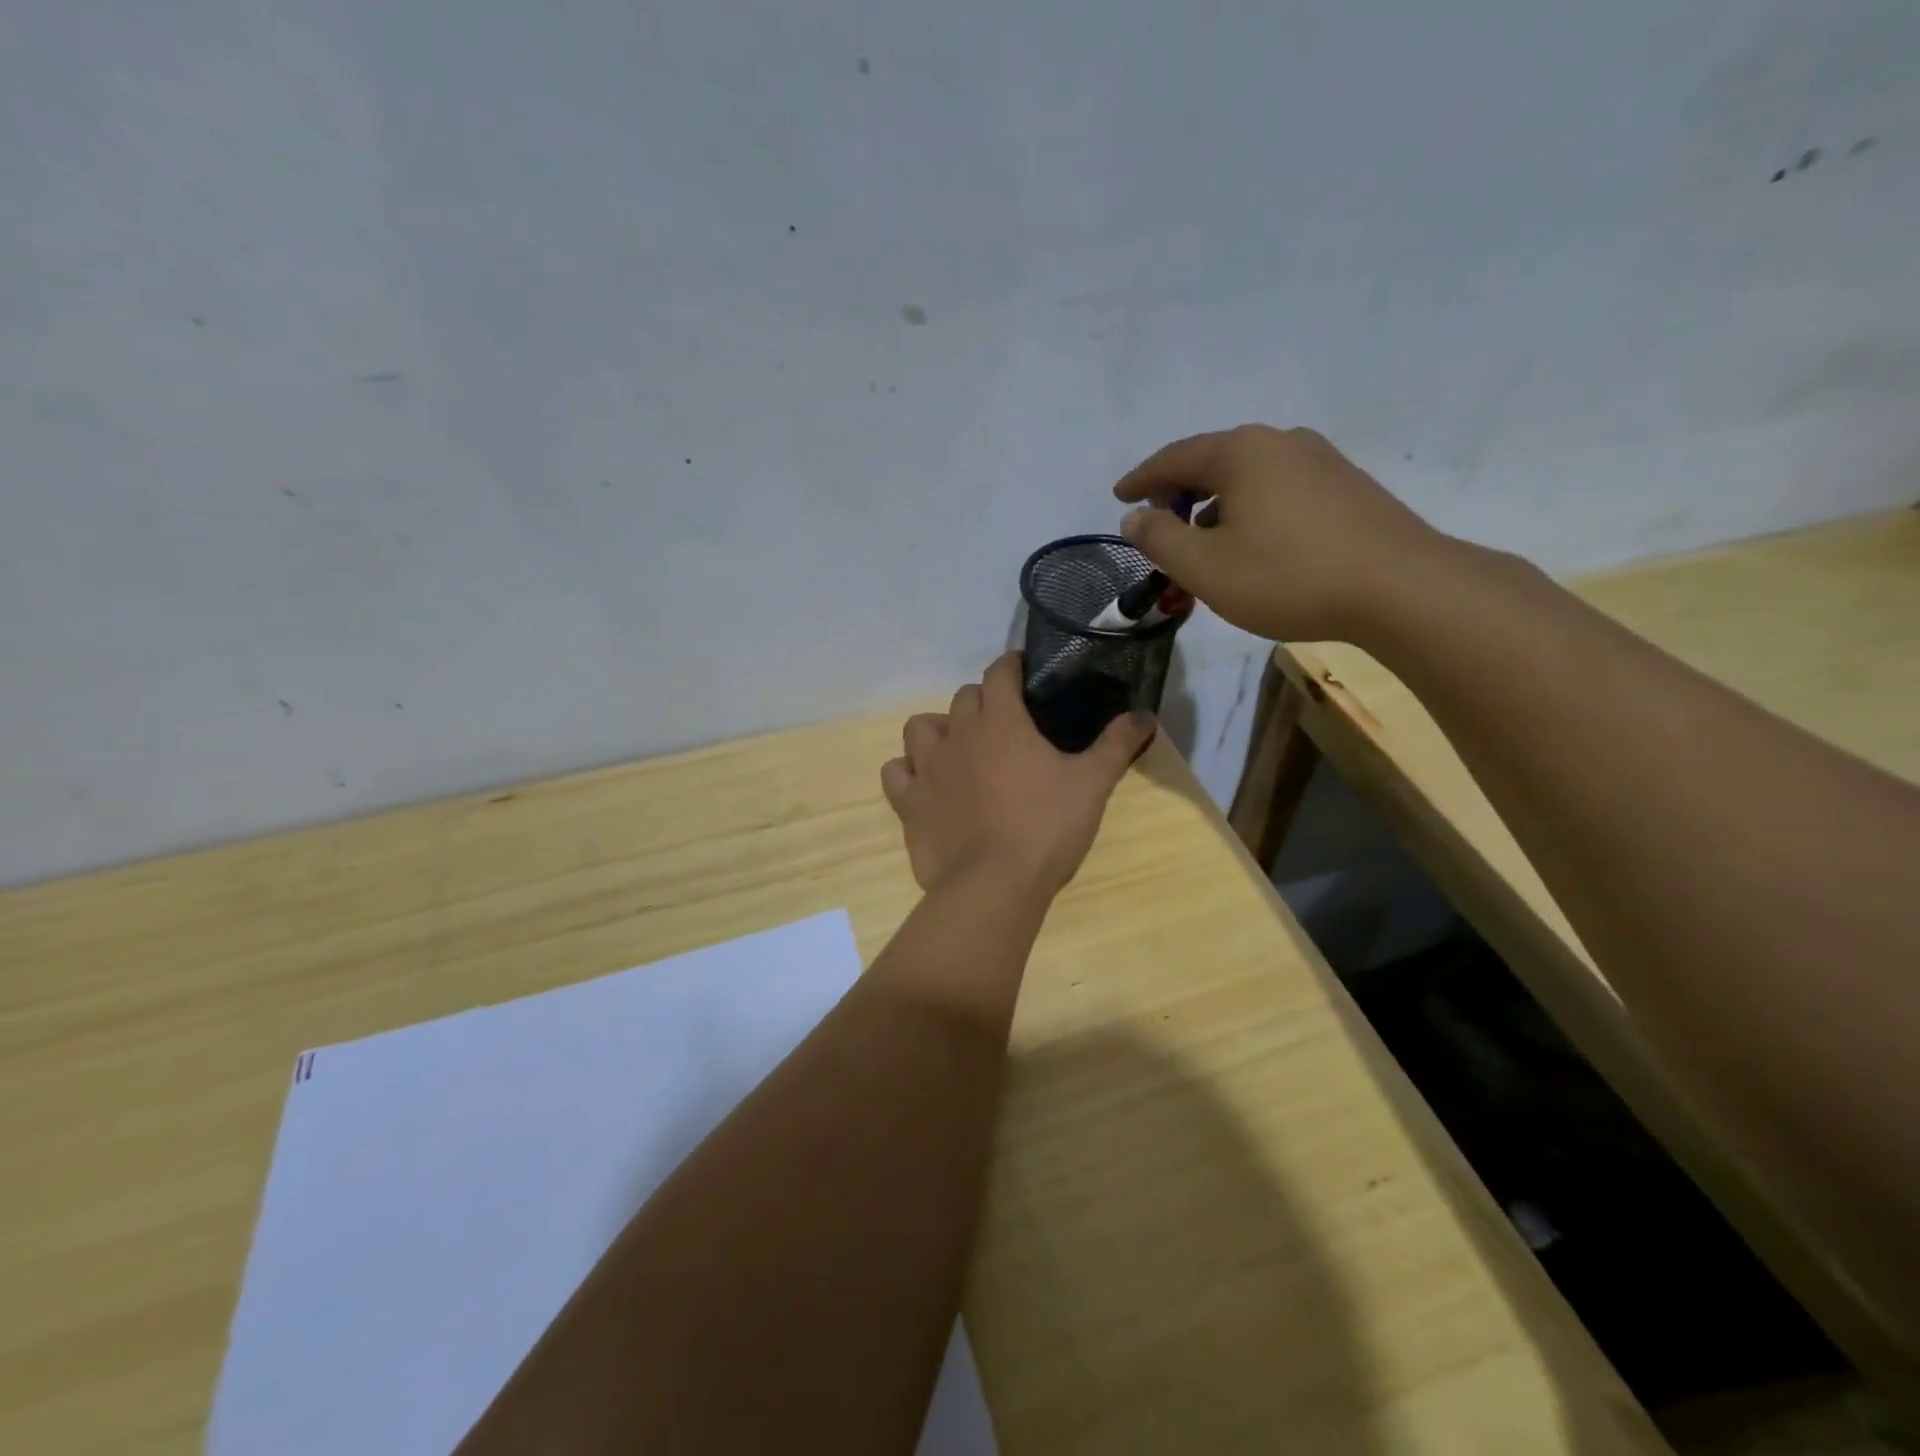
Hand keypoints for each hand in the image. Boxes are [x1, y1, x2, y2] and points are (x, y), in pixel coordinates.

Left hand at [881, 653, 1155, 896]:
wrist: (993, 884)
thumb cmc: (1046, 828)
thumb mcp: (1093, 783)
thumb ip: (1117, 744)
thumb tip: (1145, 714)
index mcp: (1001, 721)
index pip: (1000, 673)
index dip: (1011, 665)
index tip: (1023, 670)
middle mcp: (958, 734)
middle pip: (963, 698)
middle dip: (982, 701)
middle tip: (1004, 723)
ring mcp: (927, 768)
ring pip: (920, 727)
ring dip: (938, 730)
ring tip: (958, 748)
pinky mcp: (908, 802)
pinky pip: (895, 773)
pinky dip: (908, 772)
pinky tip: (924, 784)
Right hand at [1114, 425, 1451, 642]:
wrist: (1400, 588)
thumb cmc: (1287, 576)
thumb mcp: (1205, 566)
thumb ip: (1159, 539)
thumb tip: (1135, 517)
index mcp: (1241, 452)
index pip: (1174, 457)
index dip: (1141, 479)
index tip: (1119, 495)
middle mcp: (1280, 442)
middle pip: (1213, 461)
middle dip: (1179, 492)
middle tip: (1159, 525)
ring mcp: (1321, 460)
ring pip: (1249, 476)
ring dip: (1215, 504)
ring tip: (1203, 541)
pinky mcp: (1347, 486)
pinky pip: (1279, 489)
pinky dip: (1250, 510)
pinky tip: (1253, 544)